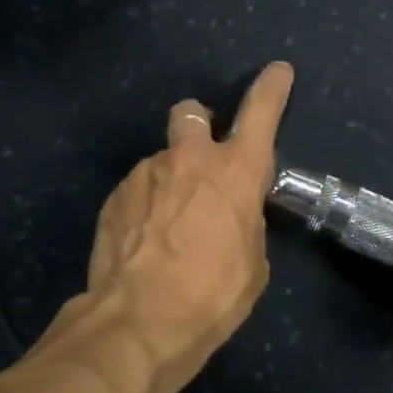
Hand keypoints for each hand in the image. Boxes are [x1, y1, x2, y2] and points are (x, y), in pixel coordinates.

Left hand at [60, 63, 294, 392]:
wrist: (139, 321)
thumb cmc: (212, 295)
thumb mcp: (251, 263)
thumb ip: (245, 223)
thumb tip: (232, 214)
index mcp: (235, 172)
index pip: (261, 113)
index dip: (272, 88)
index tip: (278, 71)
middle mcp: (189, 160)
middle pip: (191, 111)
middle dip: (198, 123)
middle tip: (200, 156)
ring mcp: (145, 174)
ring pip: (161, 161)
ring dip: (169, 182)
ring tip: (167, 230)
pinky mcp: (114, 197)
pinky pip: (137, 191)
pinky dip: (145, 207)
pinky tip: (144, 243)